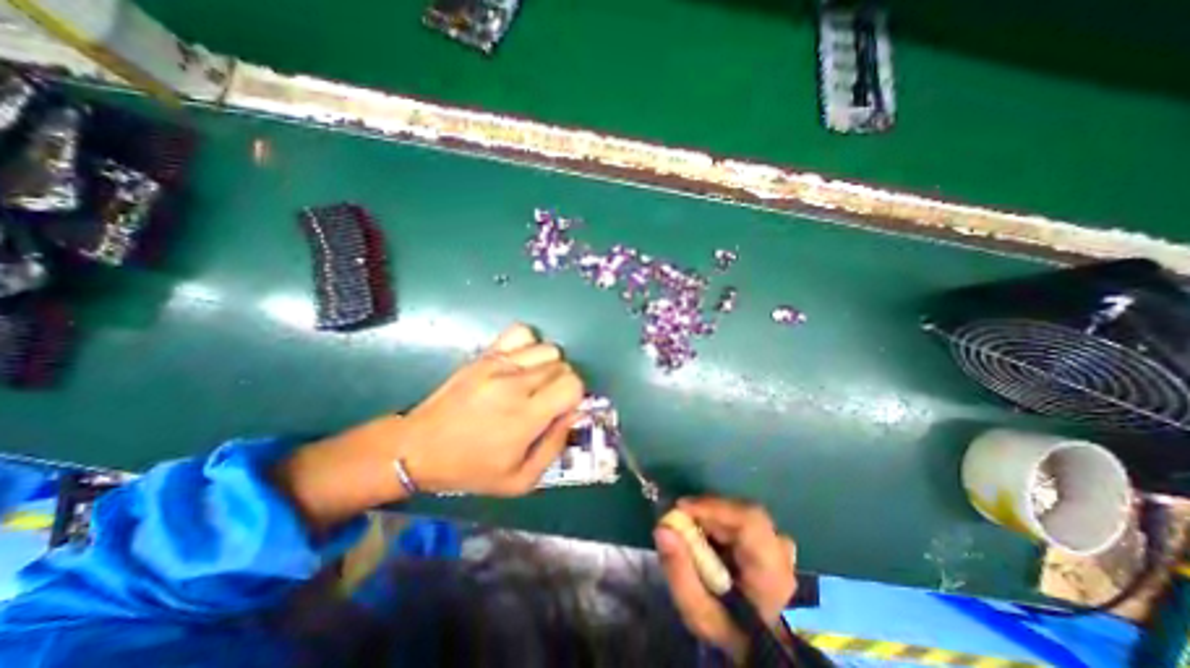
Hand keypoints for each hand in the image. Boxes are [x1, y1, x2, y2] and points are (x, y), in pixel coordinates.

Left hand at [273, 324, 584, 531]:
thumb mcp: (520, 480)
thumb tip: (574, 414)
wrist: (419, 447)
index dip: (576, 397)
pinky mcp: (485, 354)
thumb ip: (555, 447)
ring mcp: (498, 364)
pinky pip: (521, 332)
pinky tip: (522, 363)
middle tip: (547, 400)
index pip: (573, 385)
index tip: (562, 409)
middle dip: (563, 383)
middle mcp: (515, 383)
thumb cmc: (471, 468)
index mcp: (525, 416)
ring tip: (535, 382)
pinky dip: (529, 344)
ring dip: (550, 365)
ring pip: (548, 348)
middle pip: (563, 365)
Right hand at [656, 499, 792, 660]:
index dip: (713, 507)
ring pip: (742, 514)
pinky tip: (708, 536)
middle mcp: (781, 551)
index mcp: (771, 570)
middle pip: (742, 513)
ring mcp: (781, 545)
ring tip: (691, 529)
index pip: (748, 521)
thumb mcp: (699, 613)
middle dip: (708, 512)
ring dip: (714, 516)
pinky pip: (745, 520)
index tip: (680, 508)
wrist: (762, 647)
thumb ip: (680, 572)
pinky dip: (722, 522)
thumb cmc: (729, 631)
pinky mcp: (773, 542)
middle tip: (679, 519)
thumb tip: (662, 529)